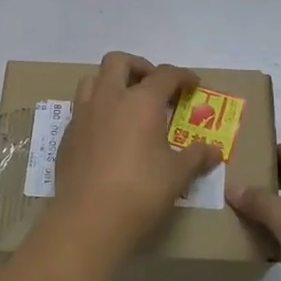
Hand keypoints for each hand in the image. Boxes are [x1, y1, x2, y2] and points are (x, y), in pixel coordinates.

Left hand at [50, 52, 220, 259]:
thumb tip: (214, 151)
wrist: (89, 219)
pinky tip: (106, 134)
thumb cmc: (140, 191)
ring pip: (92, 80)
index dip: (182, 76)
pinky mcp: (67, 136)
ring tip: (125, 104)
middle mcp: (108, 99)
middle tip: (153, 85)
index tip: (193, 84)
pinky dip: (96, 111)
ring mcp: (83, 116)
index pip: (164, 74)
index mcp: (140, 101)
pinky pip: (81, 110)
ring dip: (110, 83)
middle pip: (118, 61)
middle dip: (138, 66)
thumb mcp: (177, 175)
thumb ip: (196, 157)